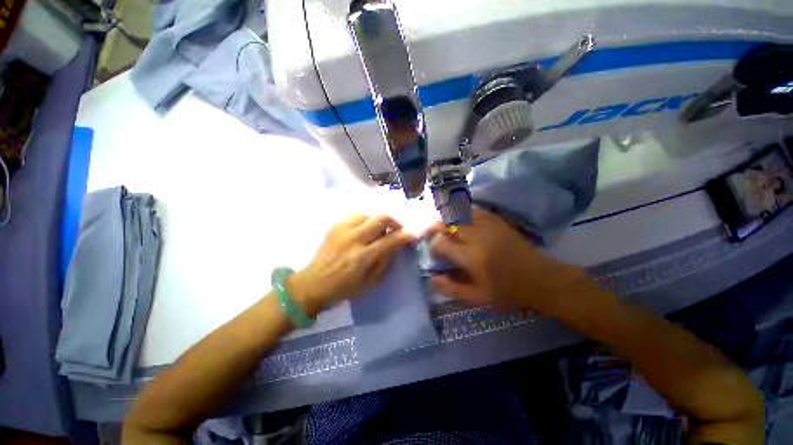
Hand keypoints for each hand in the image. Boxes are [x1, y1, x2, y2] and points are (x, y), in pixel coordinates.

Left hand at [290, 213, 415, 315]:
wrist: (311, 284)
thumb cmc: (342, 289)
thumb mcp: (369, 283)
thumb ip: (385, 262)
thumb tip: (395, 246)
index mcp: (363, 257)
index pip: (391, 239)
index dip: (405, 235)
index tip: (412, 234)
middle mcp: (354, 238)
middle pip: (381, 218)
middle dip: (395, 221)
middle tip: (397, 229)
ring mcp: (343, 229)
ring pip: (369, 213)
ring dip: (379, 219)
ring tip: (380, 228)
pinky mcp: (335, 226)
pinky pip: (356, 214)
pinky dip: (366, 218)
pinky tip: (366, 226)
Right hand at [425, 209, 584, 314]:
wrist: (541, 279)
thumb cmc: (508, 292)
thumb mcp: (477, 298)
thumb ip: (451, 288)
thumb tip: (431, 279)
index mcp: (471, 256)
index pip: (441, 243)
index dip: (433, 246)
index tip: (435, 253)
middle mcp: (477, 236)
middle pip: (447, 222)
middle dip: (435, 227)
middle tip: (432, 234)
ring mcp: (488, 225)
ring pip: (459, 212)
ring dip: (447, 218)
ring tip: (443, 227)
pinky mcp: (497, 221)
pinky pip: (473, 210)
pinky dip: (462, 213)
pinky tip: (461, 220)